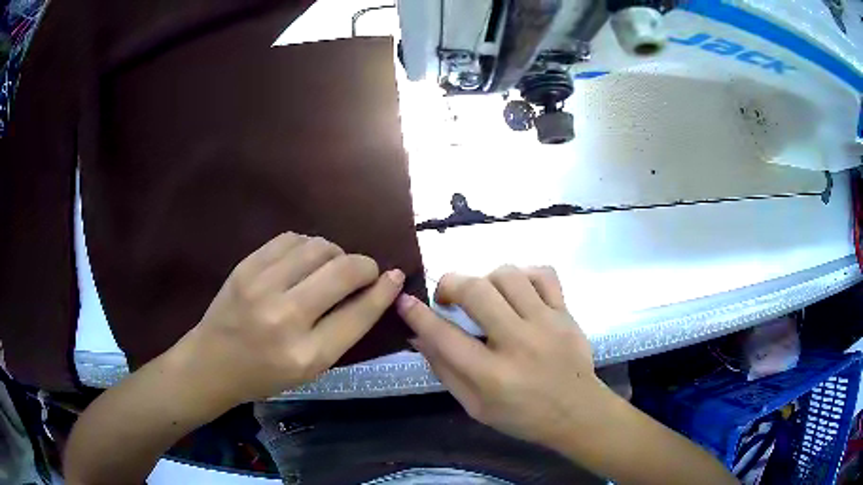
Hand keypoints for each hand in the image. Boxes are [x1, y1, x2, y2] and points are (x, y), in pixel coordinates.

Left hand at [175, 232, 404, 404]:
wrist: (212, 362)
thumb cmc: (265, 374)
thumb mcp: (310, 368)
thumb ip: (343, 331)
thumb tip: (375, 290)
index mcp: (307, 355)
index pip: (359, 313)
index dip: (384, 291)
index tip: (396, 276)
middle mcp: (286, 317)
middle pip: (344, 271)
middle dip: (365, 266)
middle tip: (365, 271)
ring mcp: (262, 287)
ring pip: (319, 247)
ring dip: (336, 253)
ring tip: (330, 267)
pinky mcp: (246, 266)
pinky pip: (292, 238)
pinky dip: (308, 246)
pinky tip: (304, 260)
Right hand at [397, 266, 609, 449]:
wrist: (577, 412)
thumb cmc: (522, 416)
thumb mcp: (474, 407)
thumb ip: (445, 371)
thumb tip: (418, 336)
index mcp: (492, 376)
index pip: (445, 337)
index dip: (418, 315)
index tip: (405, 301)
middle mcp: (519, 344)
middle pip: (476, 292)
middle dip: (450, 284)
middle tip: (447, 297)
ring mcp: (547, 324)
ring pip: (508, 275)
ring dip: (485, 280)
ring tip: (484, 297)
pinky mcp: (566, 313)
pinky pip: (543, 274)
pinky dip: (523, 275)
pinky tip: (517, 291)